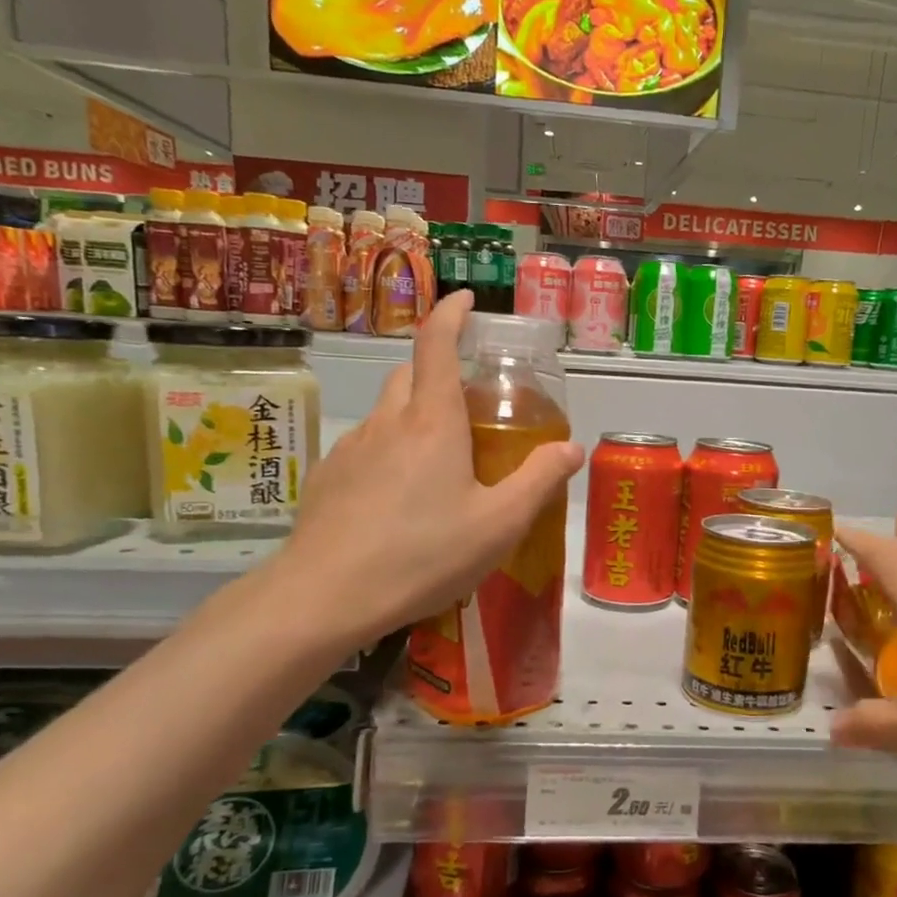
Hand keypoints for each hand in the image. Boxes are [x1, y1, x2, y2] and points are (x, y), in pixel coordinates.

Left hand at [271, 291, 583, 647]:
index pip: (436, 344)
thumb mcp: (499, 524)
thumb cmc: (422, 555)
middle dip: (437, 372)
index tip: (465, 299)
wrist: (325, 596)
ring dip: (413, 418)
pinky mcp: (327, 478)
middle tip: (468, 406)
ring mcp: (350, 449)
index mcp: (432, 422)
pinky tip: (398, 502)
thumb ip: (539, 481)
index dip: (451, 314)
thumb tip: (572, 448)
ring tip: (438, 465)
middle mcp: (387, 423)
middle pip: (409, 374)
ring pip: (386, 413)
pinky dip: (388, 454)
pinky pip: (364, 449)